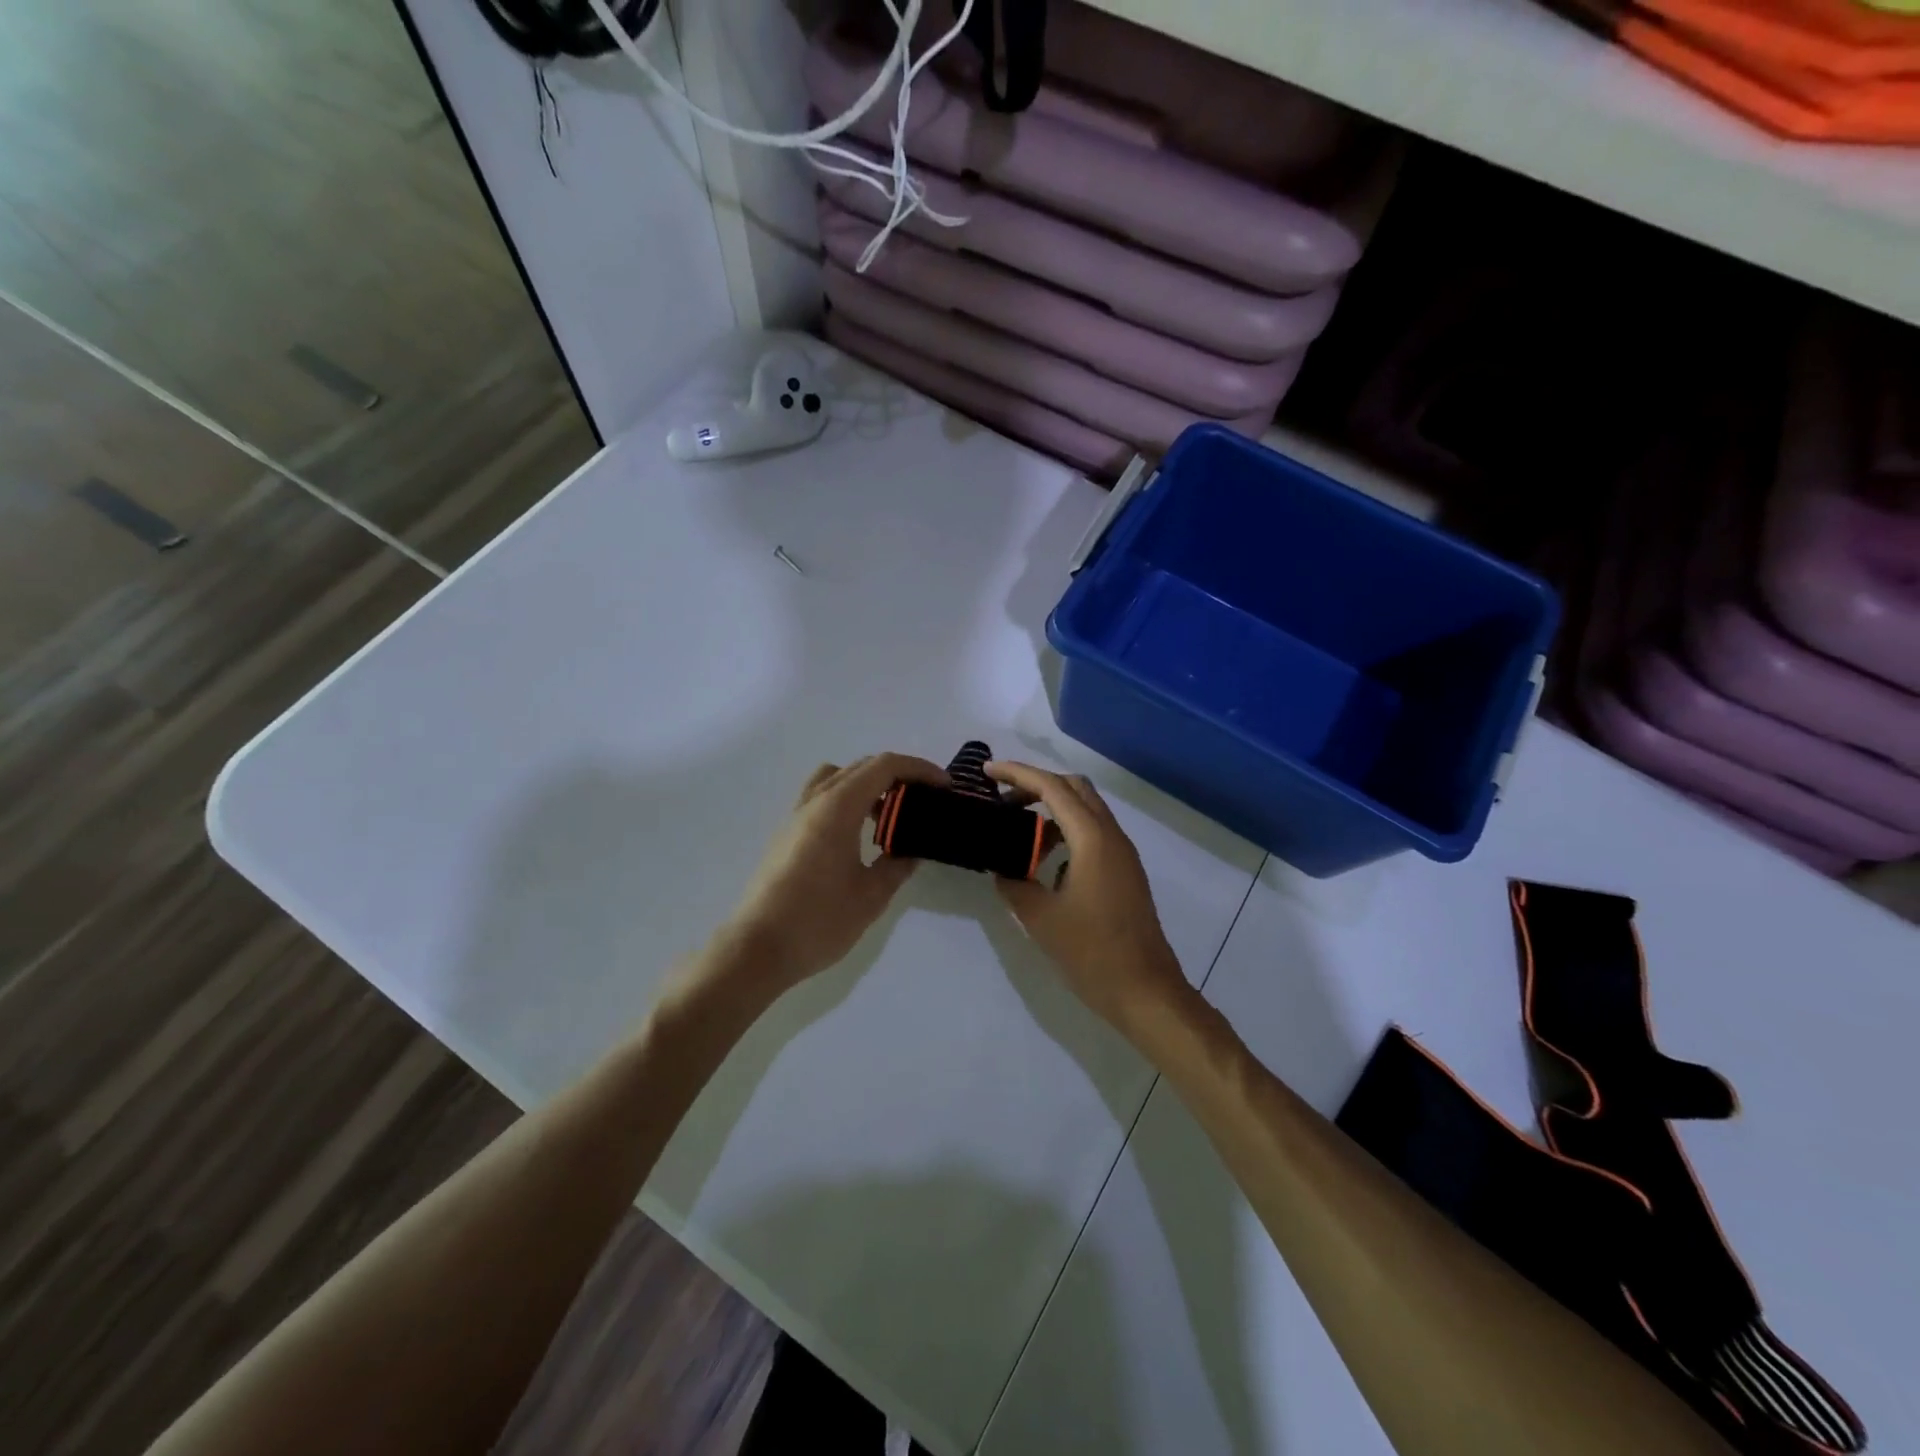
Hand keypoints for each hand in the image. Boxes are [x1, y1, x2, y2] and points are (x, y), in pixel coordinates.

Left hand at [709, 754, 948, 1005]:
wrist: (756, 949)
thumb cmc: (818, 921)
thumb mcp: (871, 896)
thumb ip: (897, 866)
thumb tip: (912, 850)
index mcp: (838, 807)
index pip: (885, 767)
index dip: (919, 769)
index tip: (944, 786)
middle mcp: (815, 801)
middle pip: (861, 766)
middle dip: (898, 774)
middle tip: (925, 798)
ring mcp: (796, 816)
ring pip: (837, 778)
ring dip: (869, 784)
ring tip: (890, 815)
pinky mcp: (787, 834)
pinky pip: (822, 797)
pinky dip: (848, 799)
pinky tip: (859, 835)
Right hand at [987, 761, 1191, 1038]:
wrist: (1146, 991)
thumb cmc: (1092, 953)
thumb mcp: (1040, 919)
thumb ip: (1014, 885)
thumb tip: (1001, 870)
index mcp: (1092, 839)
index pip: (1052, 787)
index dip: (1018, 774)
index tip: (987, 771)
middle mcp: (1112, 836)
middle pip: (1074, 788)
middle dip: (1037, 784)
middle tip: (1003, 800)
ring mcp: (1123, 854)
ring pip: (1086, 810)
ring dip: (1052, 808)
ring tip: (1019, 829)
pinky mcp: (1125, 872)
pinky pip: (1094, 833)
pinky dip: (1066, 830)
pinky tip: (1045, 860)